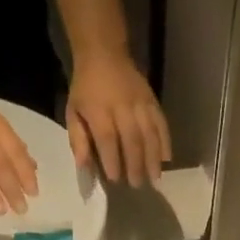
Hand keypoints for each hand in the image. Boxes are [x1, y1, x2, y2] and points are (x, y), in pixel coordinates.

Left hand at [67, 50, 170, 188]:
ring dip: (153, 158)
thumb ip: (78, 140)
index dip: (113, 160)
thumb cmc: (86, 89)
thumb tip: (84, 166)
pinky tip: (167, 159)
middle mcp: (122, 107)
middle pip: (132, 139)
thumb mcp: (72, 112)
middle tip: (138, 185)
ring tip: (155, 178)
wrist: (104, 54)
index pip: (108, 138)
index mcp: (99, 110)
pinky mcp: (153, 101)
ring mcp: (140, 103)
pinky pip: (161, 123)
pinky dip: (165, 141)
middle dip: (136, 164)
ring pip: (149, 133)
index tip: (116, 180)